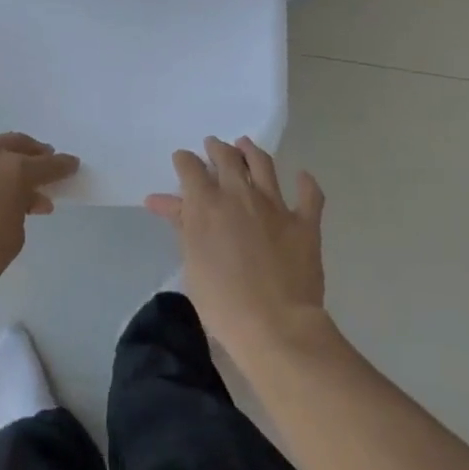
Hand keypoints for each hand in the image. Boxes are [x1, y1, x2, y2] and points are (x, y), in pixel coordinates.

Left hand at [0, 133, 78, 305]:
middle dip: (32, 151)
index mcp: (14, 169)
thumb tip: (28, 199)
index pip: (47, 164)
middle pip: (16, 144)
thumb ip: (24, 209)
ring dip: (0, 157)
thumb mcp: (15, 235)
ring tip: (7, 171)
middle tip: (42, 159)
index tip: (72, 164)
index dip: (63, 166)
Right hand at [145, 136, 328, 363]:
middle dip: (217, 148)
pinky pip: (309, 195)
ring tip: (245, 145)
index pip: (190, 168)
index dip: (185, 161)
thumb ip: (181, 224)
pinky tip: (302, 177)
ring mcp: (275, 205)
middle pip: (227, 158)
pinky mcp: (305, 222)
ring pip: (263, 165)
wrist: (275, 325)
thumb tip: (159, 200)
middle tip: (214, 146)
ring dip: (252, 151)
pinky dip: (306, 183)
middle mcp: (240, 194)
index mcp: (207, 203)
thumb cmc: (221, 301)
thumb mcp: (191, 262)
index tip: (183, 160)